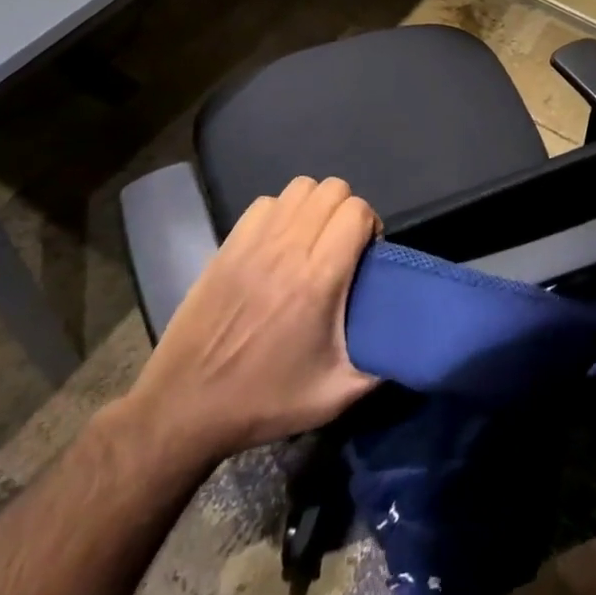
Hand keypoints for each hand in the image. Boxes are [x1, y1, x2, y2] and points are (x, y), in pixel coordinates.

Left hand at [122, 176, 380, 463]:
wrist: (185, 407)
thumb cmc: (264, 400)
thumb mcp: (333, 396)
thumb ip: (379, 366)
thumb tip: (410, 346)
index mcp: (318, 278)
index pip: (357, 211)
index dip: (370, 226)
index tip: (367, 255)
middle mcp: (288, 248)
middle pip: (332, 190)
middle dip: (347, 211)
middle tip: (343, 247)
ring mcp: (254, 242)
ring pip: (299, 188)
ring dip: (315, 206)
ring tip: (313, 239)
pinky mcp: (228, 244)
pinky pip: (266, 203)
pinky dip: (281, 212)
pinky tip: (279, 243)